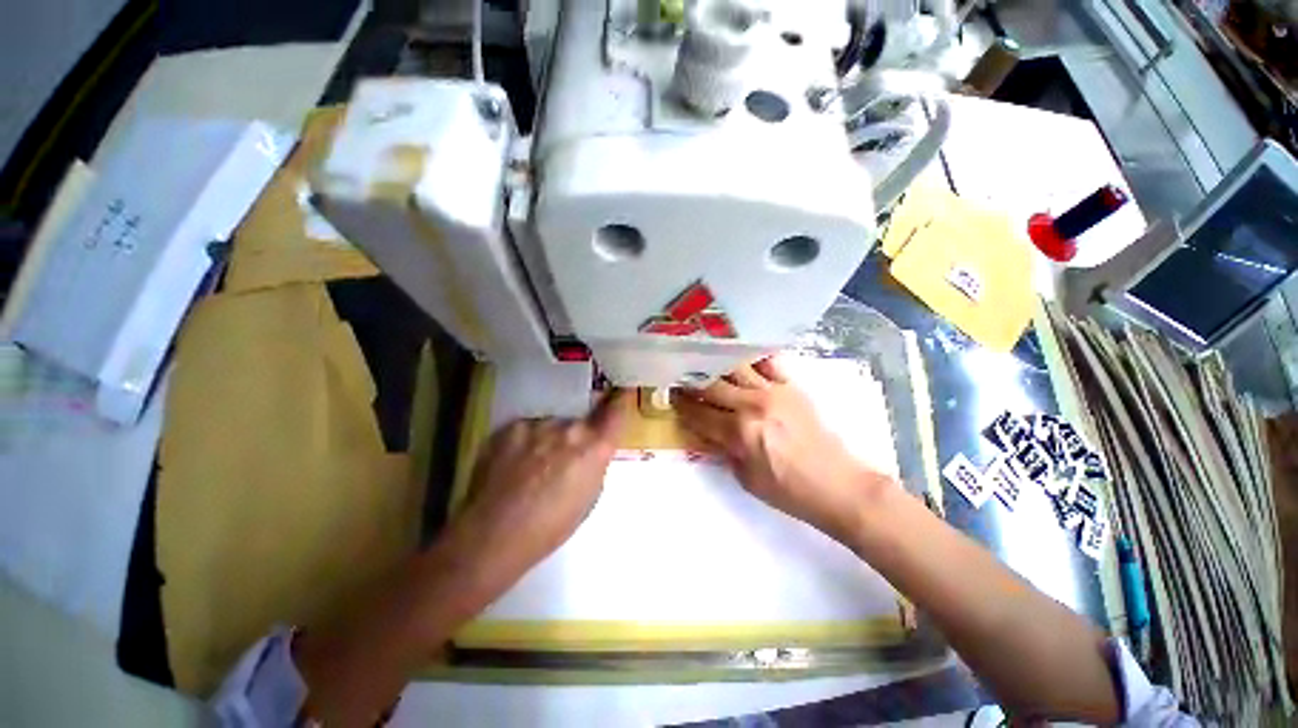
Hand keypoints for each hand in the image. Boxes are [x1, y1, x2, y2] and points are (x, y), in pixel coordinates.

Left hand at [452, 389, 633, 585]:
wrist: (492, 535)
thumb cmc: (550, 528)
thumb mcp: (589, 497)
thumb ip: (596, 463)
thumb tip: (592, 450)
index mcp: (595, 448)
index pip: (616, 410)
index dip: (620, 398)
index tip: (620, 390)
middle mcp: (571, 429)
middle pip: (581, 420)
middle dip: (578, 434)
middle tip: (564, 457)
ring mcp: (540, 424)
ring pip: (553, 424)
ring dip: (550, 438)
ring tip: (534, 465)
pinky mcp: (512, 426)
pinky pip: (528, 428)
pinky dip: (527, 441)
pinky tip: (514, 464)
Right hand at [673, 359, 894, 543]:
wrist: (838, 485)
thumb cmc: (788, 490)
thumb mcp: (745, 478)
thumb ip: (722, 450)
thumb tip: (704, 430)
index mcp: (739, 433)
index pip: (699, 414)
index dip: (681, 406)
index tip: (670, 397)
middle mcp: (752, 405)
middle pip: (712, 385)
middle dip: (691, 381)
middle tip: (680, 377)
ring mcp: (773, 391)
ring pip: (735, 368)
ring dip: (715, 365)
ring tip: (703, 361)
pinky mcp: (791, 386)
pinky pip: (767, 363)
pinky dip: (751, 358)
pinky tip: (739, 354)